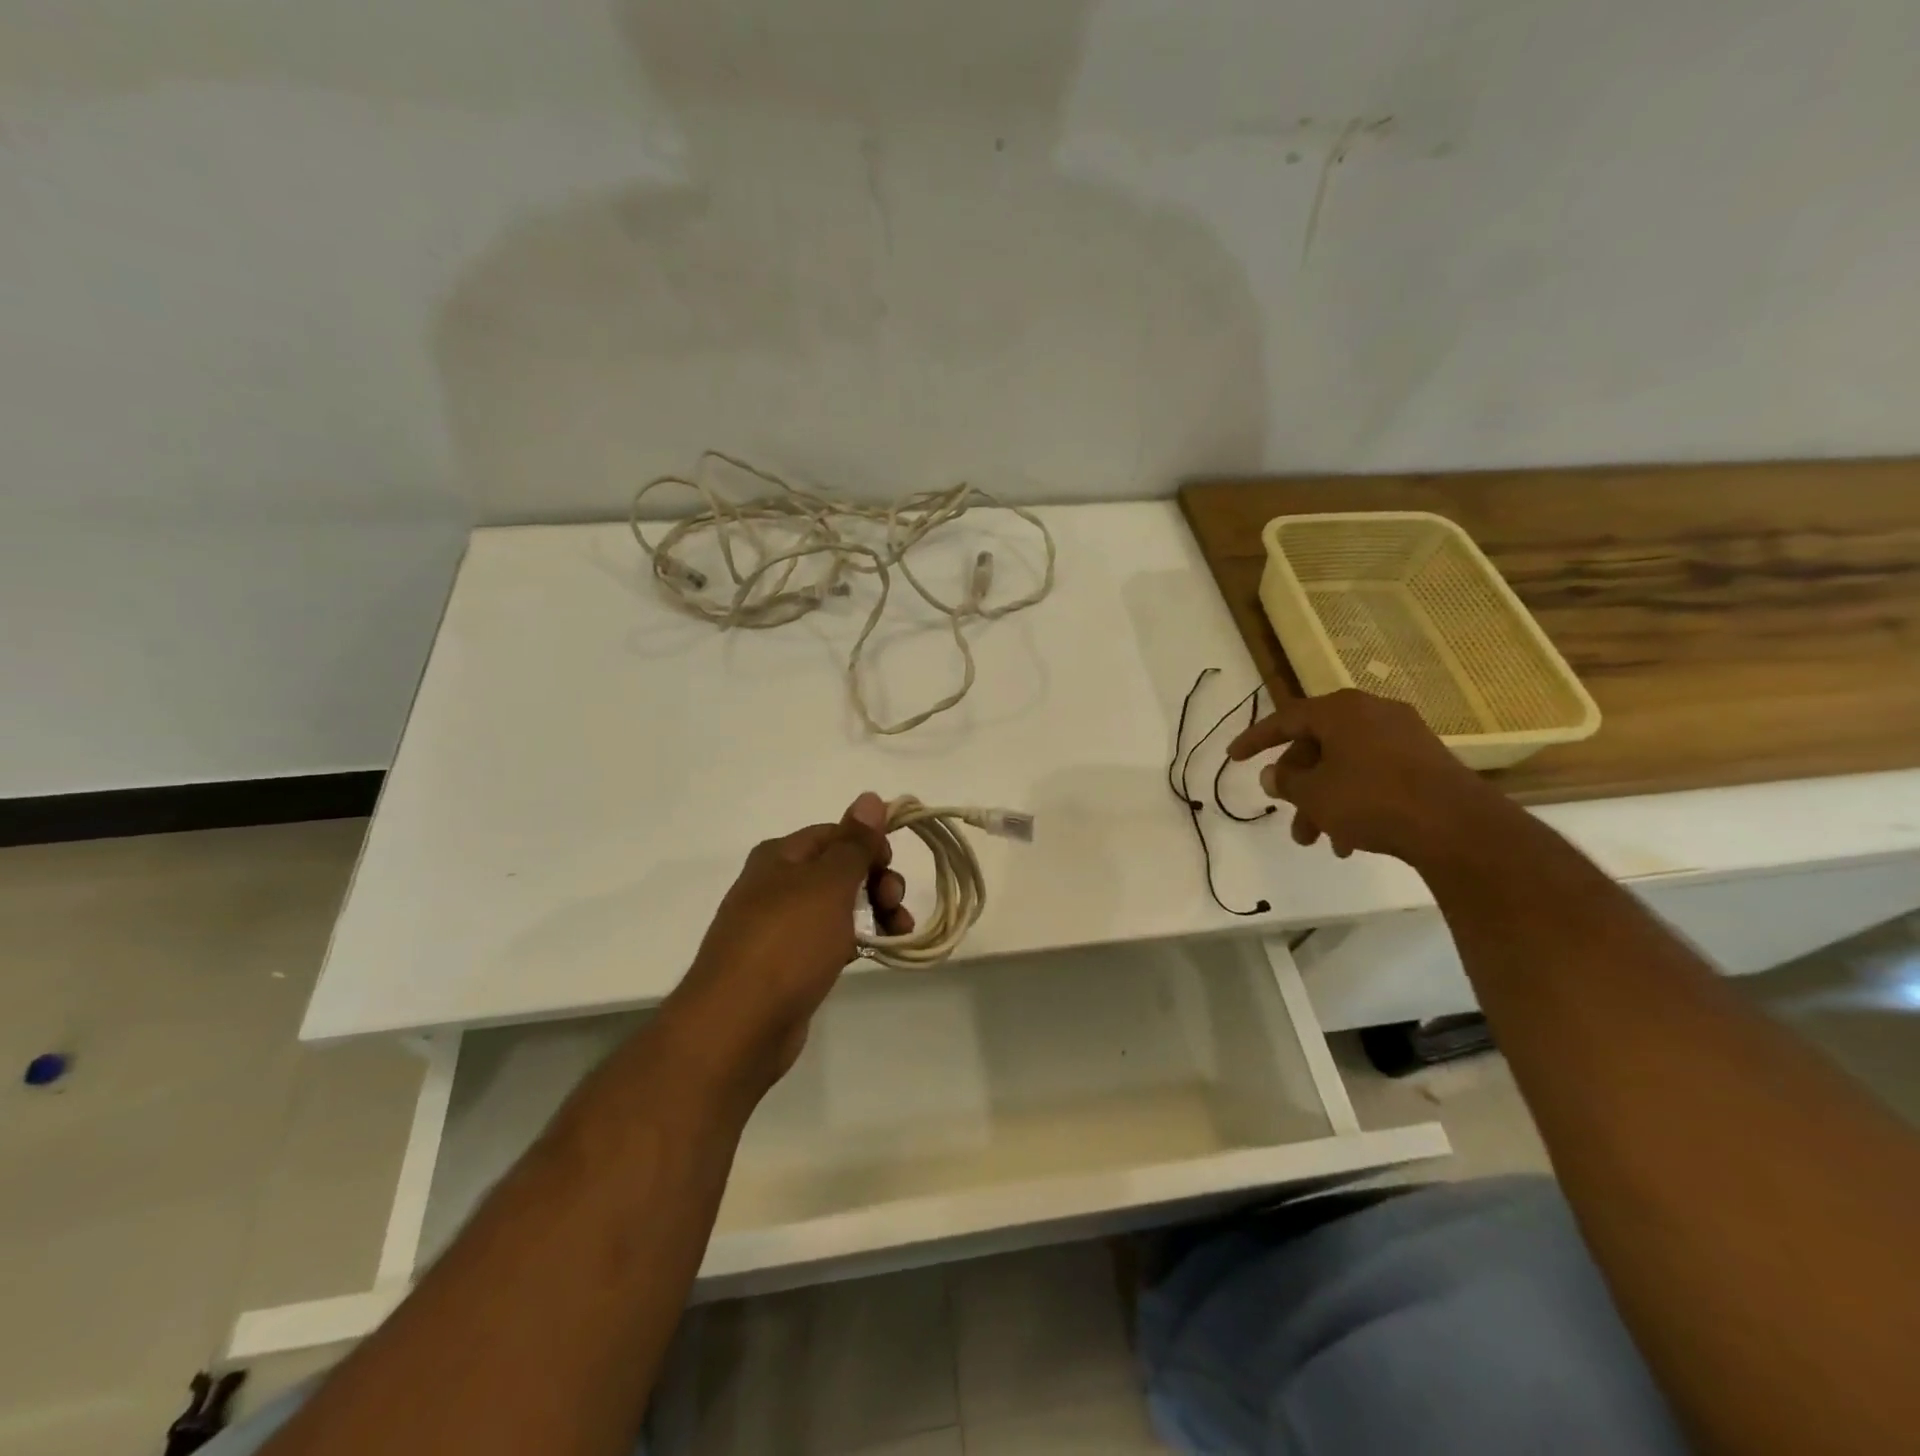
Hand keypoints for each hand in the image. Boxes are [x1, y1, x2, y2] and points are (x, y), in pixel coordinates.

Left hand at [664, 793, 913, 1093]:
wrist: (737, 1025)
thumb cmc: (787, 943)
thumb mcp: (828, 884)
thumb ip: (854, 843)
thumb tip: (870, 797)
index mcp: (780, 856)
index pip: (834, 833)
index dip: (869, 844)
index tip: (893, 866)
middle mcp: (776, 885)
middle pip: (838, 869)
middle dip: (875, 880)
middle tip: (895, 903)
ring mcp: (779, 927)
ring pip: (837, 906)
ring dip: (873, 911)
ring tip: (898, 931)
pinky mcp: (786, 965)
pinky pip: (829, 940)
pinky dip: (856, 940)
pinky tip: (877, 952)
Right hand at [1227, 689, 1509, 865]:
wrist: (1456, 826)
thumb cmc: (1372, 800)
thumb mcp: (1314, 794)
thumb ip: (1286, 782)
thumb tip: (1273, 775)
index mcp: (1341, 711)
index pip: (1285, 719)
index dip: (1255, 740)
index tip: (1233, 757)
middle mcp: (1372, 713)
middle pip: (1317, 745)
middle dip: (1298, 785)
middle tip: (1286, 812)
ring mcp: (1403, 736)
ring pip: (1345, 764)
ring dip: (1324, 800)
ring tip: (1317, 840)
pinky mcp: (1425, 761)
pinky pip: (1373, 774)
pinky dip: (1354, 799)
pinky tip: (1351, 839)